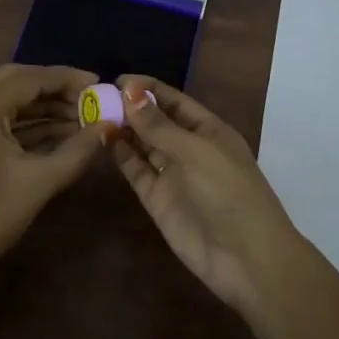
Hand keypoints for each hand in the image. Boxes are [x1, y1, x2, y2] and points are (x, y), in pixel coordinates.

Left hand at [0, 63, 107, 311]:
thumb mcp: (39, 182)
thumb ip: (78, 150)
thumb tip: (109, 126)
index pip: (30, 77)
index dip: (68, 78)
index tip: (100, 84)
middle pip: (16, 80)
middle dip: (54, 88)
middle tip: (90, 99)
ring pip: (6, 100)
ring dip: (41, 106)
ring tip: (81, 118)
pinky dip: (25, 122)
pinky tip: (56, 133)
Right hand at [110, 76, 301, 312]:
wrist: (245, 258)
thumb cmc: (229, 192)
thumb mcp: (196, 152)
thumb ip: (159, 126)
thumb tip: (130, 91)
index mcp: (209, 130)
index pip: (174, 101)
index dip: (149, 89)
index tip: (118, 80)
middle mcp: (189, 149)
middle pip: (156, 122)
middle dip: (131, 108)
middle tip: (97, 96)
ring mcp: (173, 175)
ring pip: (143, 144)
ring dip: (123, 129)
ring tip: (93, 114)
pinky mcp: (158, 199)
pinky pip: (137, 170)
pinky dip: (121, 155)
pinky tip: (103, 139)